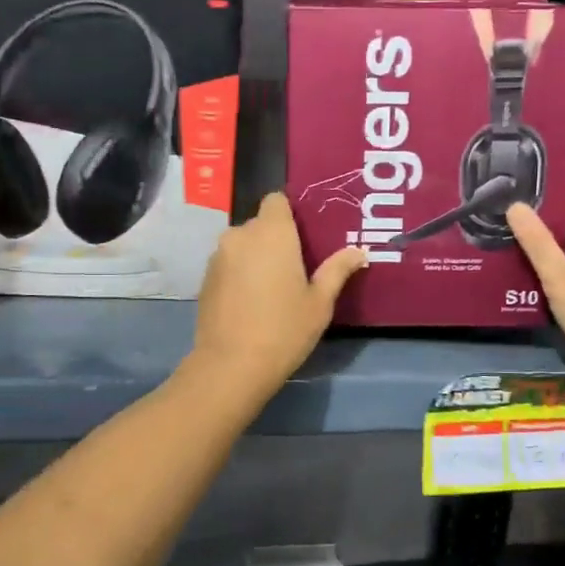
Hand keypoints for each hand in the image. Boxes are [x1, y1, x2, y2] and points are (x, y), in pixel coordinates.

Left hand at [190, 193, 366, 396]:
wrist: (231, 365)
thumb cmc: (284, 329)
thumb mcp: (320, 302)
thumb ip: (338, 270)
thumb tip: (358, 251)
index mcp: (272, 233)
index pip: (276, 200)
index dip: (289, 213)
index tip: (304, 235)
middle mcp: (240, 235)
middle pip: (260, 223)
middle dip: (276, 238)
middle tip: (296, 266)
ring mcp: (218, 256)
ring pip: (242, 244)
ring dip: (256, 256)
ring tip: (273, 286)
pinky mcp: (205, 278)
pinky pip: (228, 264)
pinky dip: (239, 273)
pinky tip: (250, 301)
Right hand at [506, 194, 564, 397]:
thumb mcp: (562, 279)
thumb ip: (538, 243)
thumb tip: (515, 205)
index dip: (546, 196)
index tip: (513, 194)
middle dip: (539, 226)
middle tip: (501, 224)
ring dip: (545, 255)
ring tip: (505, 251)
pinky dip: (554, 278)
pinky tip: (527, 285)